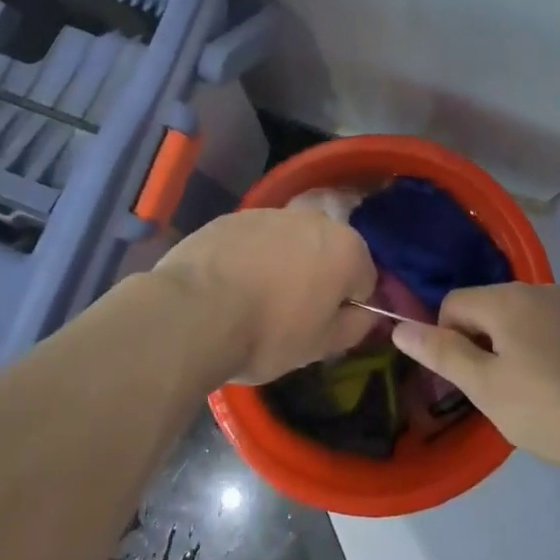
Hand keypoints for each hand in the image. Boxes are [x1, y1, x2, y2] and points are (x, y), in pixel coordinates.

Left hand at [153, 208, 376, 383]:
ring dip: (283, 264)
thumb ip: (356, 325)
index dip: (346, 307)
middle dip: (317, 277)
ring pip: (289, 242)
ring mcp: (269, 213)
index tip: (322, 327)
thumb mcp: (321, 346)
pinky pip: (253, 239)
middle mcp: (314, 219)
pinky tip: (228, 285)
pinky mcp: (231, 217)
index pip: (364, 279)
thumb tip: (366, 312)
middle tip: (290, 314)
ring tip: (254, 300)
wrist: (193, 313)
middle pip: (327, 252)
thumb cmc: (268, 333)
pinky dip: (249, 257)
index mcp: (346, 249)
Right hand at [391, 283, 559, 477]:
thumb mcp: (487, 388)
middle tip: (498, 393)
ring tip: (533, 395)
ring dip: (513, 349)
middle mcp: (540, 289)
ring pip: (521, 321)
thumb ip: (442, 353)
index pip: (453, 304)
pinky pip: (553, 330)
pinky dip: (545, 352)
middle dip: (481, 345)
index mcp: (508, 298)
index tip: (468, 382)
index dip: (448, 342)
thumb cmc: (554, 410)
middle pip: (487, 309)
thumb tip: (399, 327)